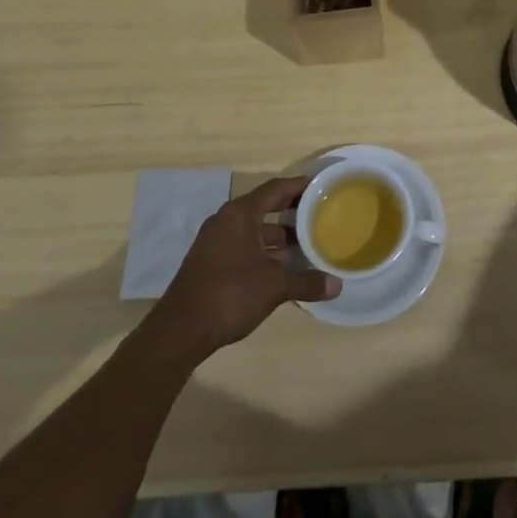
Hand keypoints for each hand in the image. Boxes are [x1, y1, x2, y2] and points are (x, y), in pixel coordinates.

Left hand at [147, 177, 340, 361]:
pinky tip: (280, 266)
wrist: (180, 331)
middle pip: (264, 206)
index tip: (320, 186)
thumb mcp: (274, 286)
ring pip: (253, 229)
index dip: (299, 186)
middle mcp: (226, 220)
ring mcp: (214, 241)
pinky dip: (263, 250)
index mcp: (240, 214)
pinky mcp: (209, 261)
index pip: (275, 189)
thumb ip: (306, 282)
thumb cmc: (230, 294)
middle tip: (318, 214)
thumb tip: (336, 285)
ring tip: (305, 243)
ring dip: (277, 235)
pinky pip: (243, 245)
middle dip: (291, 211)